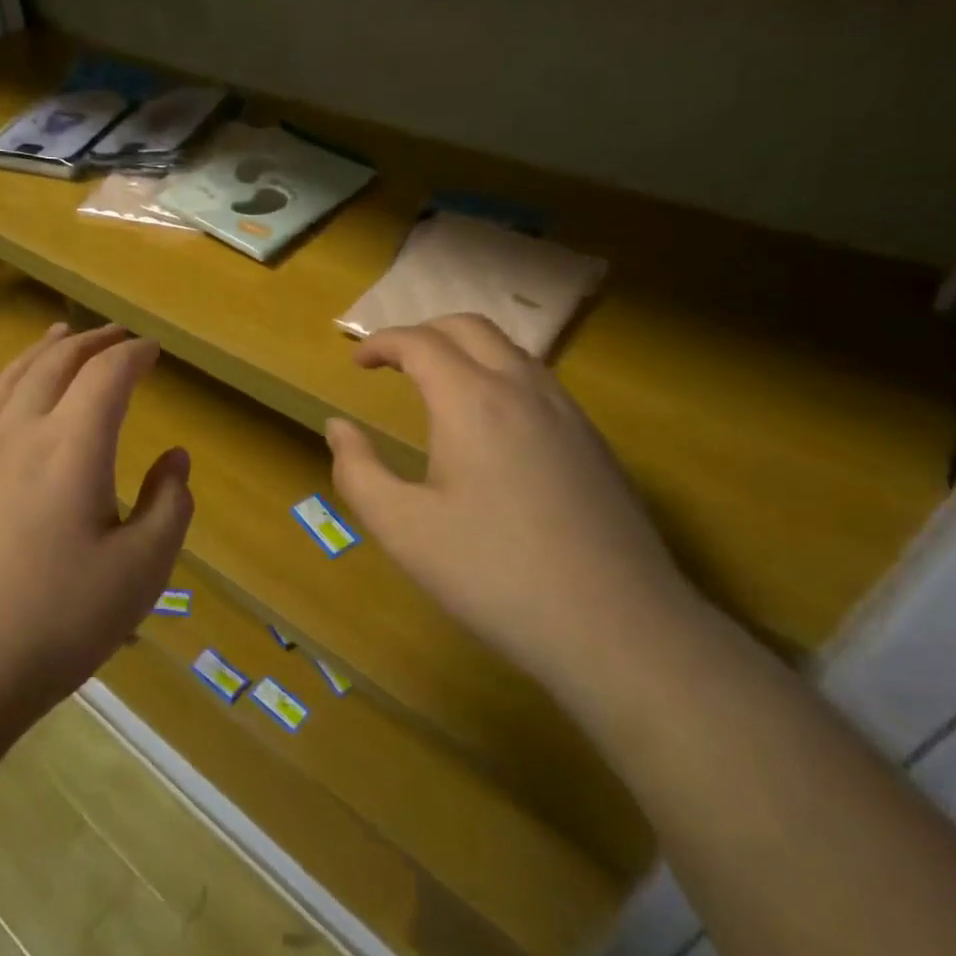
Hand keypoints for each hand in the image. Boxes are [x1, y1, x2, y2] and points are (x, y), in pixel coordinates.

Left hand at [0, 323, 192, 724]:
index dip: (135, 355)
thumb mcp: (140, 572)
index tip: (155, 350)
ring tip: (62, 334)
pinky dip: (15, 379)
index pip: (107, 375)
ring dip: (46, 349)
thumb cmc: (55, 622)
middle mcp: (21, 432)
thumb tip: (176, 459)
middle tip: (118, 336)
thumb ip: (169, 505)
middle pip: (57, 361)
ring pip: (14, 376)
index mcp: (72, 445)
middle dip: (93, 341)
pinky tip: (18, 398)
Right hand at [324, 314, 687, 684]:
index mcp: (472, 400)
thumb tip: (338, 427)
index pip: (420, 342)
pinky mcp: (595, 442)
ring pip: (512, 350)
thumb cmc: (494, 575)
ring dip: (467, 350)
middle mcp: (523, 389)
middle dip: (425, 332)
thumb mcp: (403, 530)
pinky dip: (502, 376)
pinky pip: (540, 382)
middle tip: (395, 362)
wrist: (617, 628)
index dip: (382, 342)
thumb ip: (358, 471)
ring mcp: (568, 413)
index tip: (357, 362)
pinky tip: (494, 426)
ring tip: (440, 385)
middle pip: (470, 327)